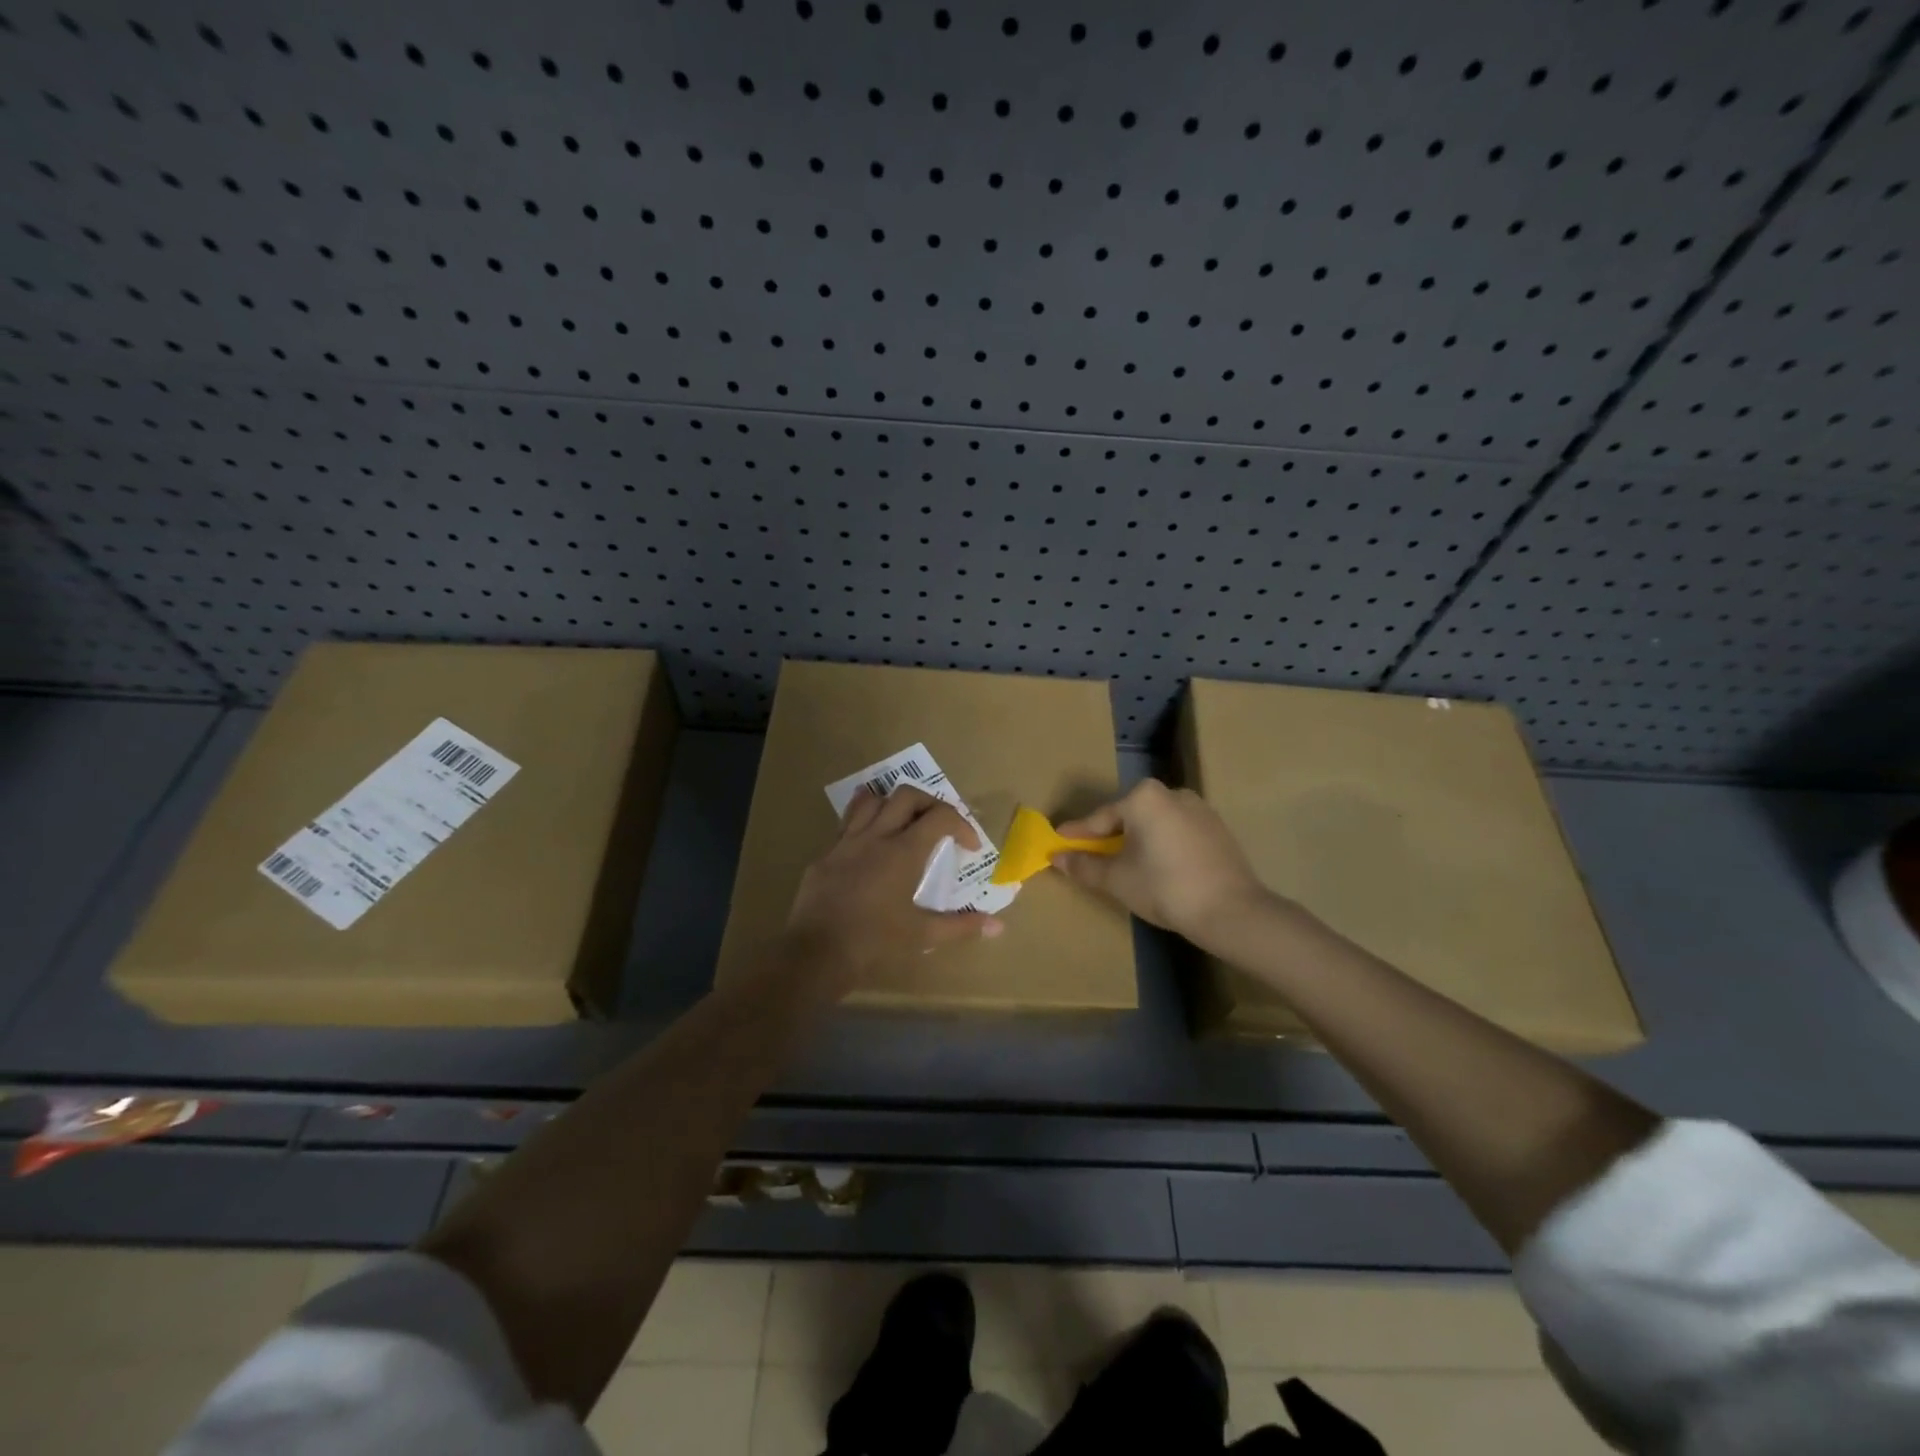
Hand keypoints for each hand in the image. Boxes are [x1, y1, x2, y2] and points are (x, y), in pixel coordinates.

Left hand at [785, 785, 1003, 988]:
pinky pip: (846, 822)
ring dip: (894, 804)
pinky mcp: (825, 854)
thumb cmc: (874, 943)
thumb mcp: (922, 935)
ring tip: (904, 822)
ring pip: (872, 800)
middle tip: (939, 826)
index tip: (969, 846)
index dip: (961, 824)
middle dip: (930, 803)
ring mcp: (846, 842)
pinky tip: (869, 838)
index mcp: (904, 852)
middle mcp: (876, 836)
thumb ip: (961, 926)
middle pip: (906, 795)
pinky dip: (864, 820)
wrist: (816, 954)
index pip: (940, 816)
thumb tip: (997, 927)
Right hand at [1053, 779, 1275, 944]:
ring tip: (1122, 864)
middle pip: (1128, 816)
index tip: (1057, 842)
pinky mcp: (1216, 828)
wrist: (1231, 911)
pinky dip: (1161, 845)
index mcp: (1144, 797)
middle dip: (1107, 836)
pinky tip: (1156, 867)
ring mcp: (1199, 808)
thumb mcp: (1117, 879)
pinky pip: (1176, 831)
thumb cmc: (1164, 888)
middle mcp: (1171, 793)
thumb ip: (1084, 866)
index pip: (1100, 818)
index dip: (1076, 834)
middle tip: (1088, 856)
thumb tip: (1057, 858)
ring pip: (1154, 823)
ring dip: (1135, 840)